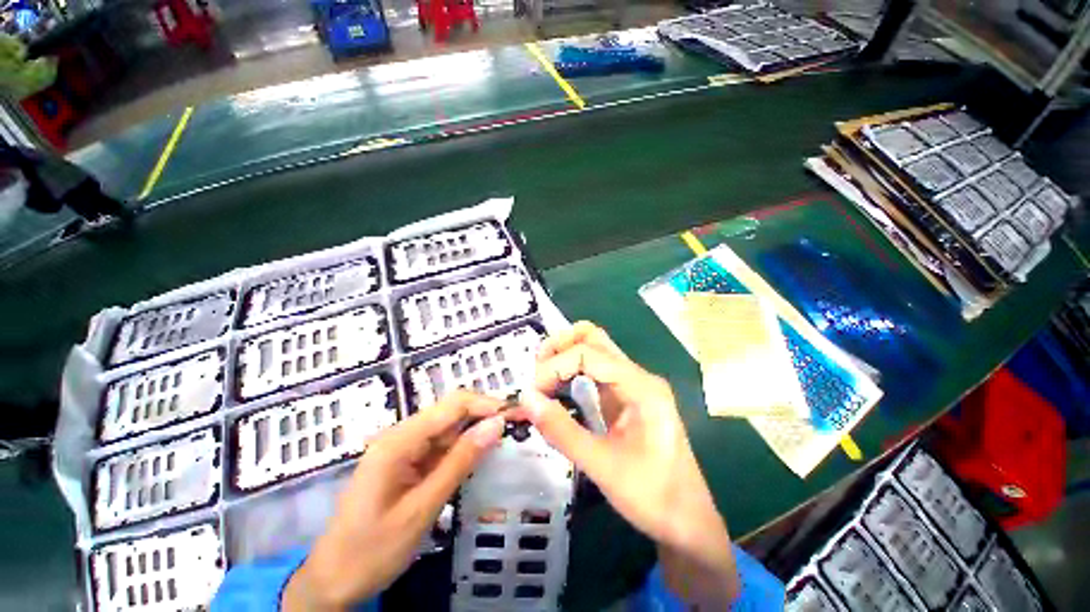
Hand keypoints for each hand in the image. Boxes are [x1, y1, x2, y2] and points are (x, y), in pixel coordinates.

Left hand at [282, 391, 506, 610]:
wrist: (339, 573)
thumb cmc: (377, 546)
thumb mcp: (422, 508)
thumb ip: (458, 465)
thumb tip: (495, 425)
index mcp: (395, 443)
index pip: (449, 406)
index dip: (487, 405)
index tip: (524, 416)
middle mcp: (393, 442)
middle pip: (444, 419)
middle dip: (482, 422)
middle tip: (523, 437)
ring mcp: (393, 459)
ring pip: (439, 439)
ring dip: (470, 443)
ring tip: (507, 452)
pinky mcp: (396, 476)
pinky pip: (429, 459)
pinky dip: (453, 462)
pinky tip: (475, 470)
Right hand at [510, 322, 739, 606]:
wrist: (685, 521)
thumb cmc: (650, 494)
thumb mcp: (601, 465)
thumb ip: (562, 430)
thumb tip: (525, 397)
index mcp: (642, 388)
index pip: (590, 353)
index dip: (554, 366)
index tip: (529, 396)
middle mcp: (641, 382)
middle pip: (597, 343)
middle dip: (560, 349)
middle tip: (532, 378)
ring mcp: (638, 396)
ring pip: (598, 361)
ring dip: (566, 363)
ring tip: (538, 387)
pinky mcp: (631, 413)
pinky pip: (600, 384)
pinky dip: (575, 383)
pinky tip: (557, 399)